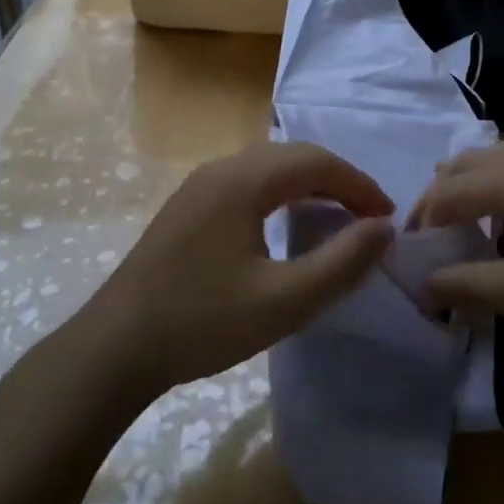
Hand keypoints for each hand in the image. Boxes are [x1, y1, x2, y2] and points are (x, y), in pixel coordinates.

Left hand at [80, 141, 394, 393]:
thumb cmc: (203, 322)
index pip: (317, 161)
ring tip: (336, 219)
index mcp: (244, 180)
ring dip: (308, 185)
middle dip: (337, 180)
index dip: (359, 184)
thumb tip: (383, 228)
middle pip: (292, 156)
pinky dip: (280, 195)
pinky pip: (247, 183)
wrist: (115, 347)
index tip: (387, 217)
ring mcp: (198, 185)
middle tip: (368, 218)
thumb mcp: (284, 301)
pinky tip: (285, 227)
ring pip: (268, 168)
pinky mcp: (187, 206)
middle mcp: (221, 169)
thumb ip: (341, 263)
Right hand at [410, 142, 503, 344]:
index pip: (445, 192)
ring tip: (465, 223)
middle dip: (440, 196)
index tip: (414, 257)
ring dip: (470, 185)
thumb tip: (423, 286)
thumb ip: (468, 285)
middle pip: (465, 163)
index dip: (422, 222)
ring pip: (495, 158)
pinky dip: (500, 184)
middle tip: (433, 236)